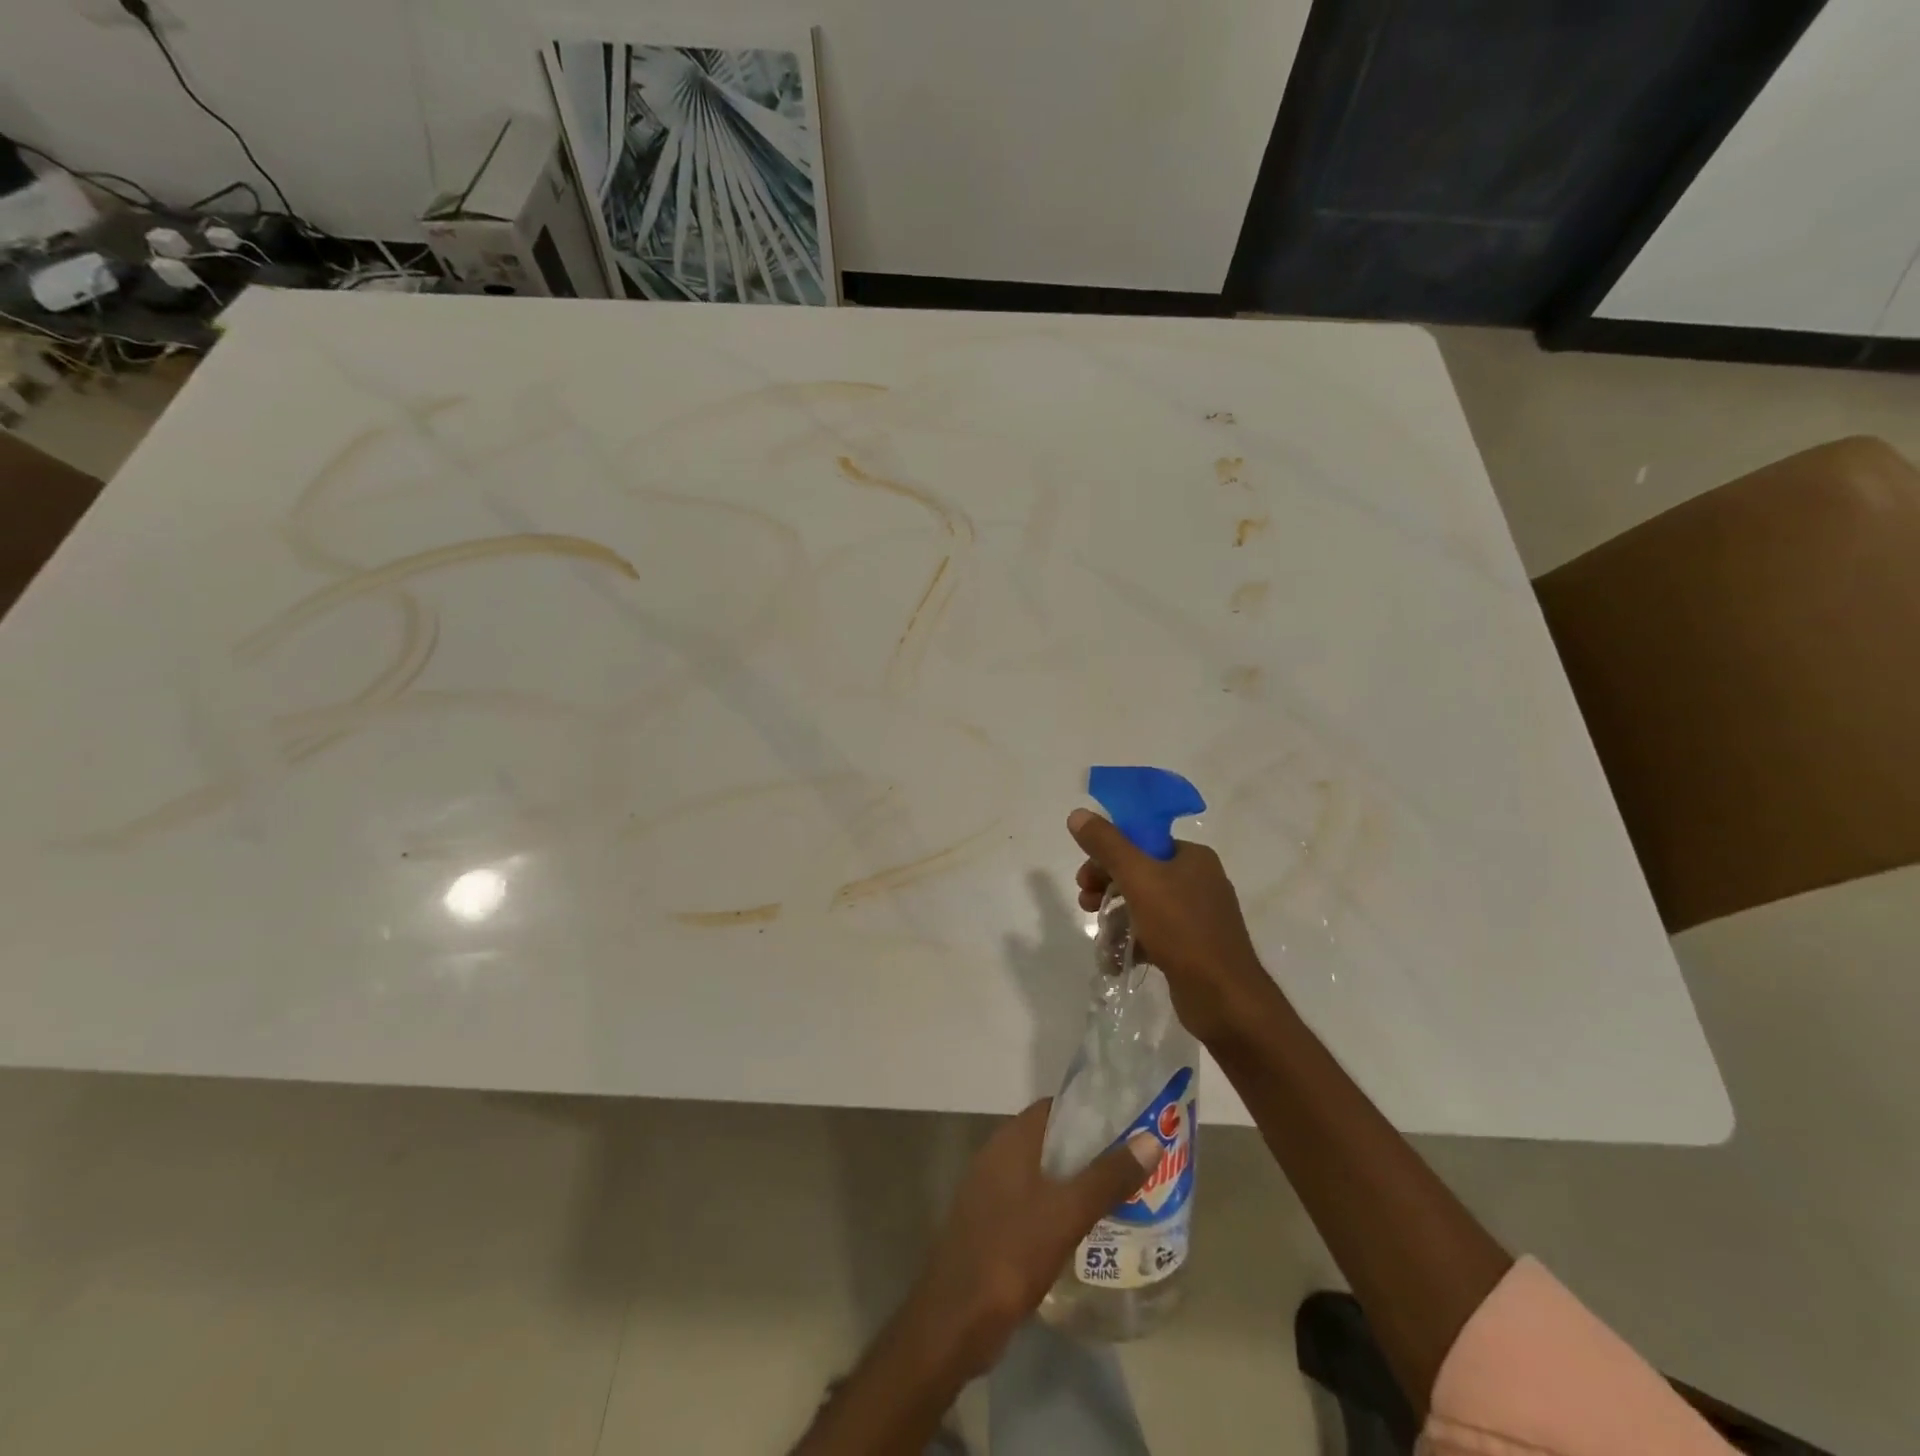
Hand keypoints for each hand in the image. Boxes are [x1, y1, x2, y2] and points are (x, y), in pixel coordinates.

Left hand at [904, 1099, 1158, 1375]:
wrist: (956, 1319)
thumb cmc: (1011, 1252)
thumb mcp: (1068, 1213)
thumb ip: (1108, 1177)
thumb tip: (1150, 1140)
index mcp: (1010, 1140)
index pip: (1054, 1108)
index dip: (1090, 1112)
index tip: (1126, 1125)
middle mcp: (997, 1156)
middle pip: (1050, 1140)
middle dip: (1089, 1150)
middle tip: (1131, 1164)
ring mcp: (991, 1191)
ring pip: (1042, 1174)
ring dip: (1075, 1181)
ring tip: (1119, 1196)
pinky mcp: (991, 1224)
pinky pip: (1032, 1202)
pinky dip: (1058, 1207)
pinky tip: (1085, 1231)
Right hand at [1069, 808, 1273, 1040]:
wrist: (1225, 998)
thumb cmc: (1182, 929)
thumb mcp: (1139, 879)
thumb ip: (1107, 845)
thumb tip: (1077, 814)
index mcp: (1193, 857)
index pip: (1142, 841)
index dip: (1108, 854)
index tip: (1084, 876)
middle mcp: (1199, 880)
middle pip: (1140, 872)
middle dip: (1107, 886)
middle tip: (1085, 902)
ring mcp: (1197, 916)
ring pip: (1144, 905)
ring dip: (1115, 915)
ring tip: (1099, 934)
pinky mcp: (1193, 948)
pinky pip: (1154, 934)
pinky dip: (1132, 941)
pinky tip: (1113, 958)